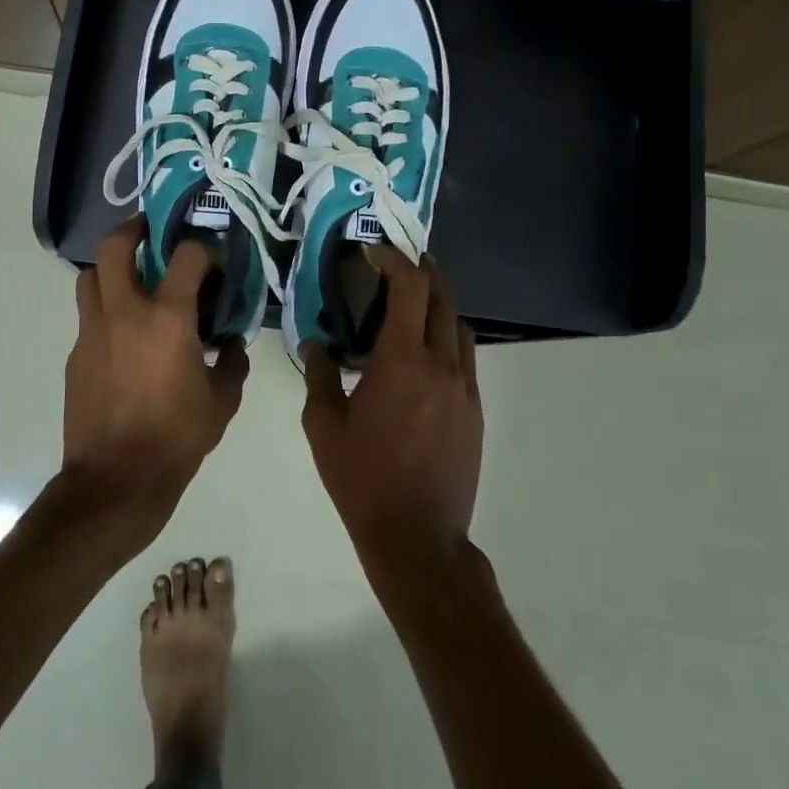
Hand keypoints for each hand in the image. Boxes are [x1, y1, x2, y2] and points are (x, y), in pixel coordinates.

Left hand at [61, 221, 246, 545]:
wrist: (116, 480)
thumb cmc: (177, 438)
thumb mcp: (222, 402)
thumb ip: (232, 364)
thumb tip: (232, 346)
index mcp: (168, 318)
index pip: (186, 256)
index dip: (202, 249)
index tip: (211, 259)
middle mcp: (125, 312)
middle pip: (114, 247)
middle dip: (132, 229)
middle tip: (148, 232)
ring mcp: (93, 332)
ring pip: (90, 277)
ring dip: (110, 269)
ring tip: (131, 280)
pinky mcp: (76, 355)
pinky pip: (89, 319)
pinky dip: (106, 314)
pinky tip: (123, 340)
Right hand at [300, 247, 481, 560]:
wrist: (418, 535)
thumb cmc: (362, 478)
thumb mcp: (324, 426)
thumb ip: (319, 375)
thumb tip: (313, 342)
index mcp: (402, 361)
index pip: (410, 288)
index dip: (395, 260)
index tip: (374, 252)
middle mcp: (441, 364)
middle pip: (442, 298)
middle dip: (423, 271)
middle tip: (400, 263)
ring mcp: (465, 387)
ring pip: (459, 326)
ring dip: (439, 304)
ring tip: (414, 304)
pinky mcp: (475, 410)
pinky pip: (465, 357)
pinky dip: (448, 337)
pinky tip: (426, 352)